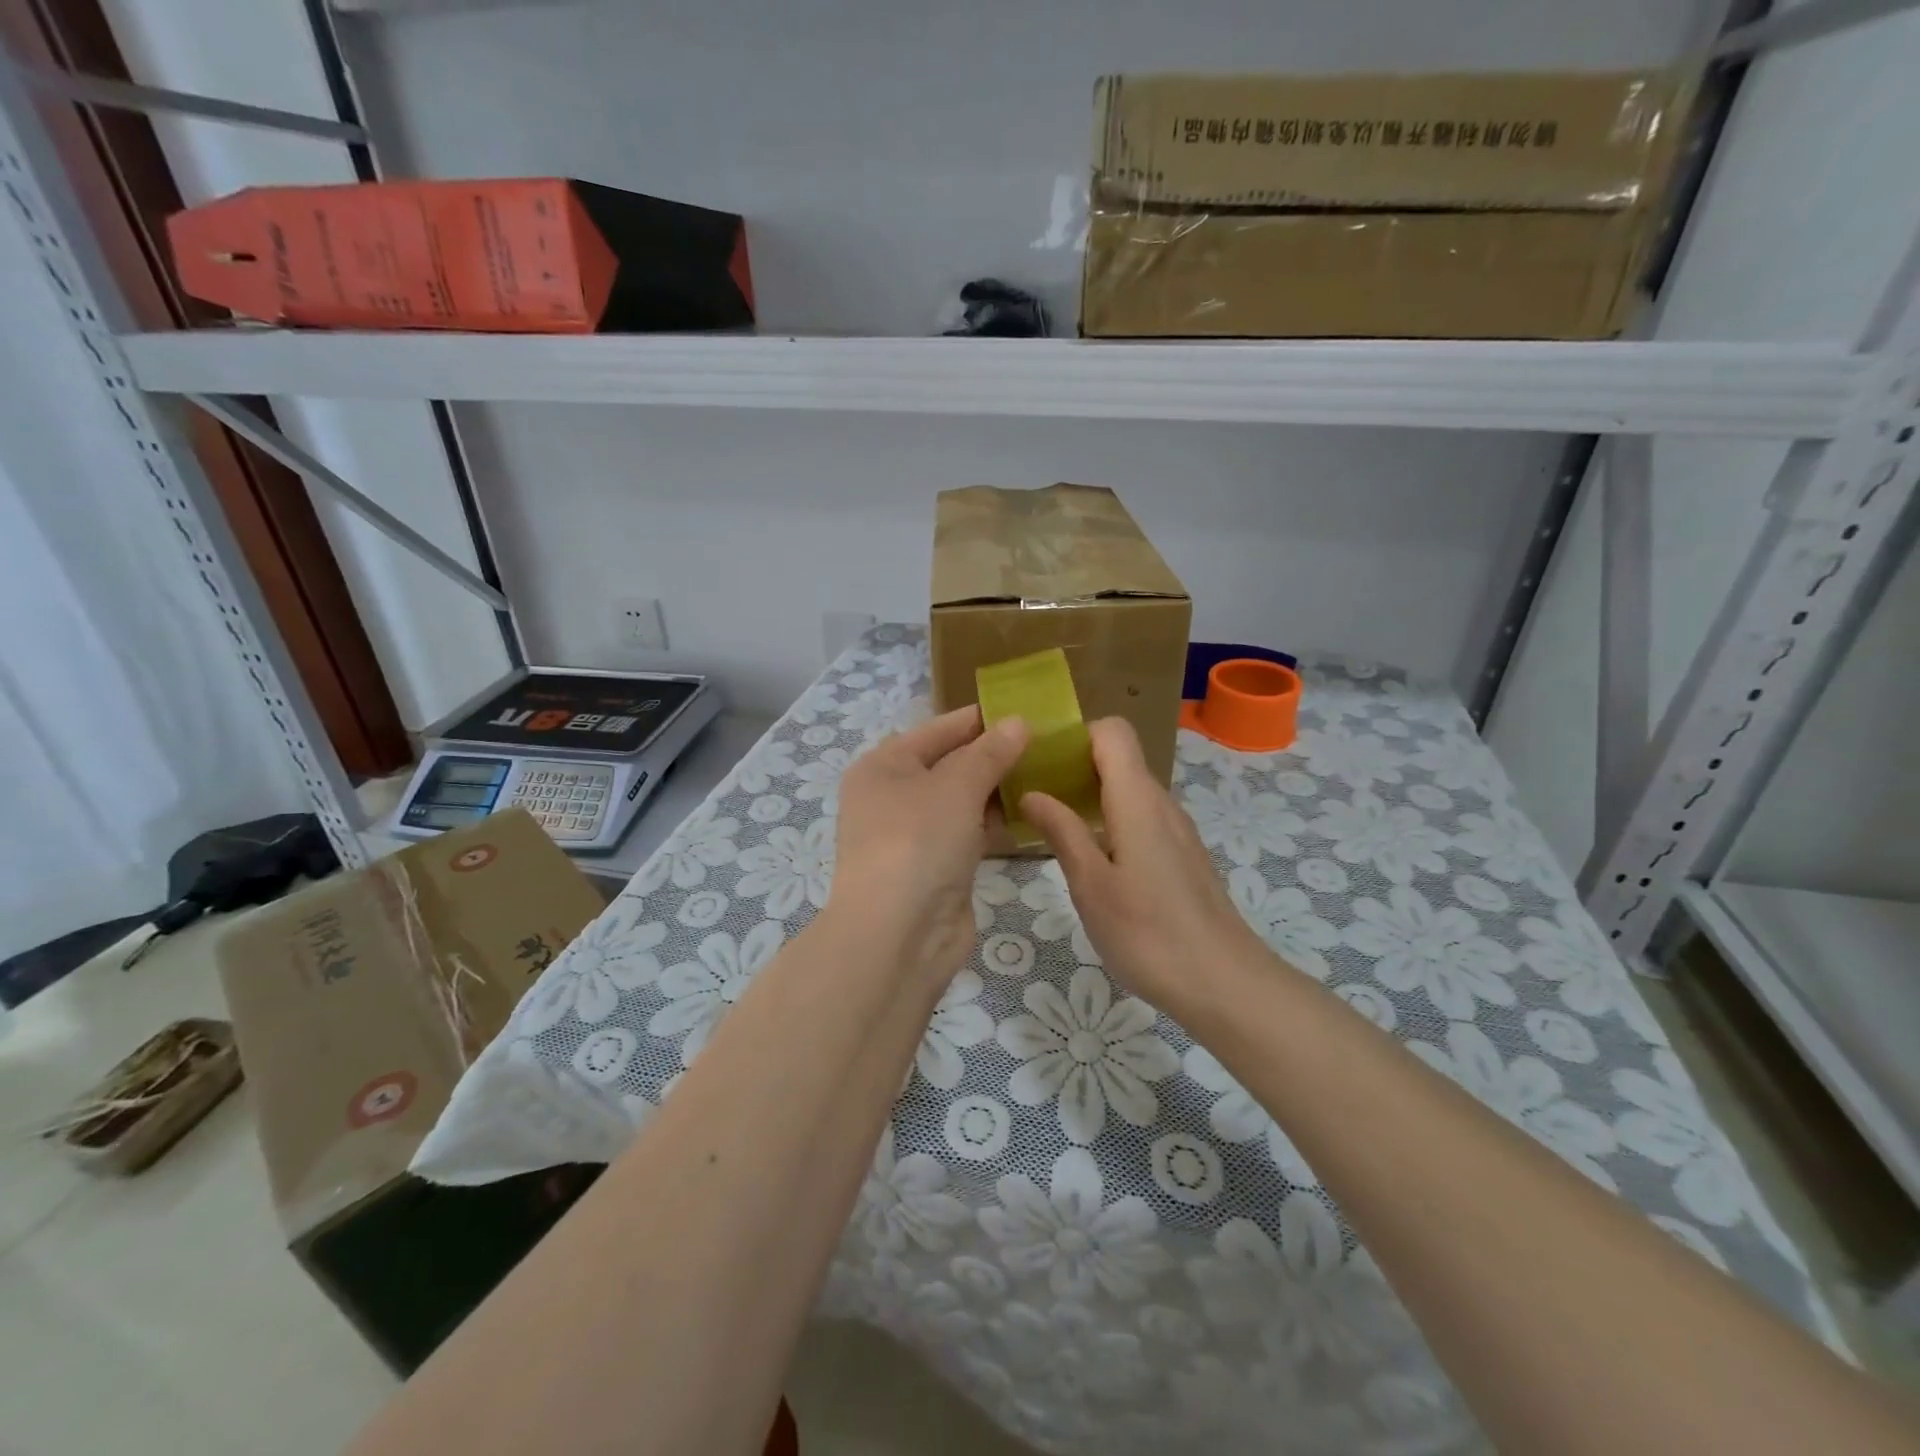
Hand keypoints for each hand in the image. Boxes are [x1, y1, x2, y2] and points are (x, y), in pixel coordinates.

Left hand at [829, 705, 1028, 987]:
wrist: (898, 936)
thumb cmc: (918, 843)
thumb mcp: (955, 787)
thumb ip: (989, 753)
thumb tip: (1017, 722)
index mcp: (883, 766)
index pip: (937, 729)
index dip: (979, 719)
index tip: (1025, 709)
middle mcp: (893, 796)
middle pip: (949, 764)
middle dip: (993, 755)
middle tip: (1046, 743)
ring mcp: (913, 835)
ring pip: (961, 800)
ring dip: (997, 790)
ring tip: (1047, 772)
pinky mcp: (935, 866)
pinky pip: (968, 832)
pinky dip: (993, 823)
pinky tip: (1028, 813)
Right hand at [1022, 718, 1268, 1007]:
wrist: (1224, 984)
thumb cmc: (1148, 933)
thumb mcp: (1091, 885)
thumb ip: (1062, 832)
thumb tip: (1032, 793)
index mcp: (1137, 799)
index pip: (1112, 731)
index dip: (1075, 734)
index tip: (1038, 758)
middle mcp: (1161, 803)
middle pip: (1118, 758)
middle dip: (1072, 765)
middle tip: (1031, 793)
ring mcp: (1175, 830)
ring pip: (1128, 790)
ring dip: (1089, 795)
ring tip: (1050, 824)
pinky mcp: (1181, 856)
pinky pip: (1140, 817)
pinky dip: (1110, 820)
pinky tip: (1090, 857)